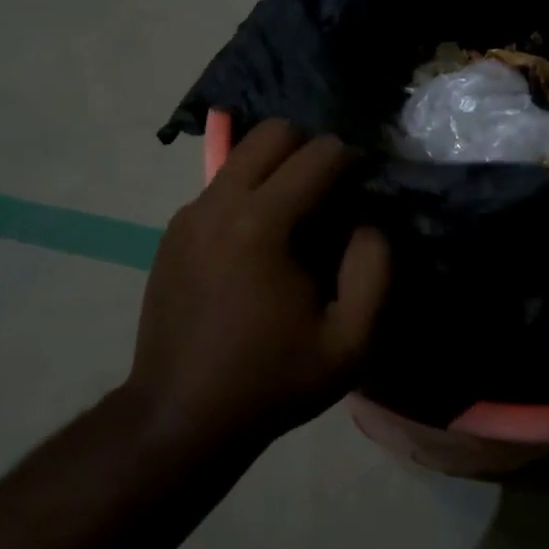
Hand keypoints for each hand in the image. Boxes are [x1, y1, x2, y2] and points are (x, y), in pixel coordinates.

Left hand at [129, 120, 391, 454]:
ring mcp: (189, 214)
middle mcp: (219, 202)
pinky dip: (249, 193)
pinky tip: (258, 245)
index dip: (354, 161)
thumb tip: (368, 222)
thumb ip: (375, 270)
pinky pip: (221, 186)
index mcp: (262, 223)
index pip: (320, 152)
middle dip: (311, 150)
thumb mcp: (350, 342)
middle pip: (273, 132)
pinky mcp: (173, 231)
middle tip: (331, 194)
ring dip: (277, 169)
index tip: (365, 189)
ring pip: (242, 155)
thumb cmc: (272, 380)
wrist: (181, 415)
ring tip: (296, 218)